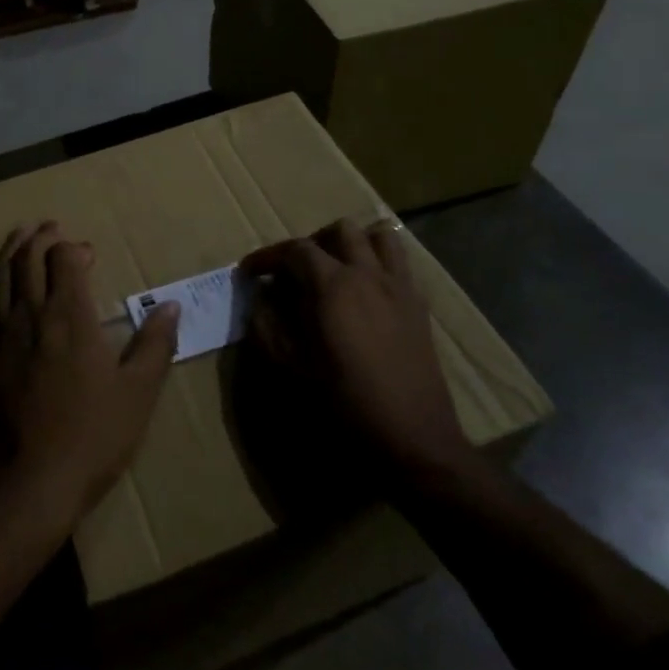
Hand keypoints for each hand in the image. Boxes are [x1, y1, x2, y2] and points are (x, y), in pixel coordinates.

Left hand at [0, 222, 179, 520]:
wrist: (34, 483)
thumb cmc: (94, 436)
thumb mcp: (139, 392)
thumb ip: (156, 344)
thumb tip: (172, 304)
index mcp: (71, 316)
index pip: (65, 261)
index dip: (73, 249)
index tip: (86, 253)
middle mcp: (31, 315)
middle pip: (29, 261)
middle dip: (40, 239)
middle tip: (50, 227)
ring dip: (8, 252)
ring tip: (18, 234)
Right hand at [241, 219, 477, 476]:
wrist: (413, 438)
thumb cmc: (345, 403)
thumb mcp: (292, 367)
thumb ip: (268, 325)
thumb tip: (260, 298)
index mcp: (333, 286)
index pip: (295, 250)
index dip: (267, 256)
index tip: (249, 272)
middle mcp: (368, 274)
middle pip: (340, 231)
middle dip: (312, 243)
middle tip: (295, 272)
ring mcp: (400, 287)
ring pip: (379, 236)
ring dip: (353, 244)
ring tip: (336, 269)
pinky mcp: (419, 305)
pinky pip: (400, 262)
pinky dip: (379, 262)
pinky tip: (366, 292)